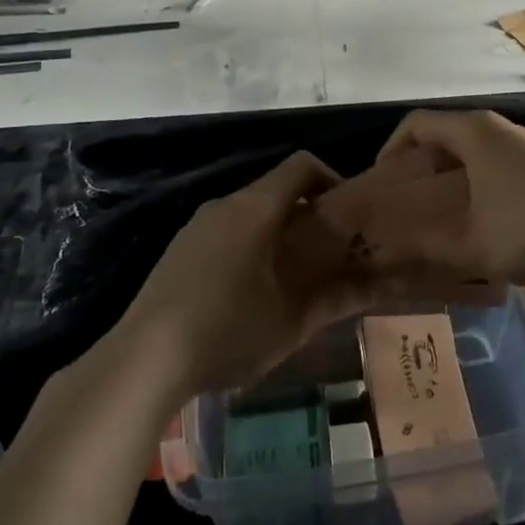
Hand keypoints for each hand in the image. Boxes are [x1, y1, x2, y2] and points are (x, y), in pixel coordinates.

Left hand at [117, 152, 391, 398]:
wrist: (144, 359)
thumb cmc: (228, 330)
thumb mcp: (292, 322)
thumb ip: (338, 300)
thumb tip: (379, 286)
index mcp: (256, 208)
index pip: (302, 165)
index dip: (331, 177)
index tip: (348, 212)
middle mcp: (225, 204)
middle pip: (274, 190)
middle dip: (306, 213)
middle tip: (328, 251)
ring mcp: (196, 226)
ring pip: (248, 213)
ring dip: (275, 232)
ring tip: (292, 276)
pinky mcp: (177, 250)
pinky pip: (224, 233)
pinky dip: (247, 246)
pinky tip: (248, 293)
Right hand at [320, 109, 524, 293]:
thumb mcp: (470, 244)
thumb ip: (422, 245)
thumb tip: (382, 250)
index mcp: (475, 132)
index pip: (417, 123)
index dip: (391, 148)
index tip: (380, 182)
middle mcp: (498, 130)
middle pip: (444, 135)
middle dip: (418, 166)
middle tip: (402, 202)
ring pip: (472, 153)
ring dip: (448, 179)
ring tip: (434, 216)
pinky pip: (494, 166)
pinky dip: (474, 186)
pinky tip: (476, 222)